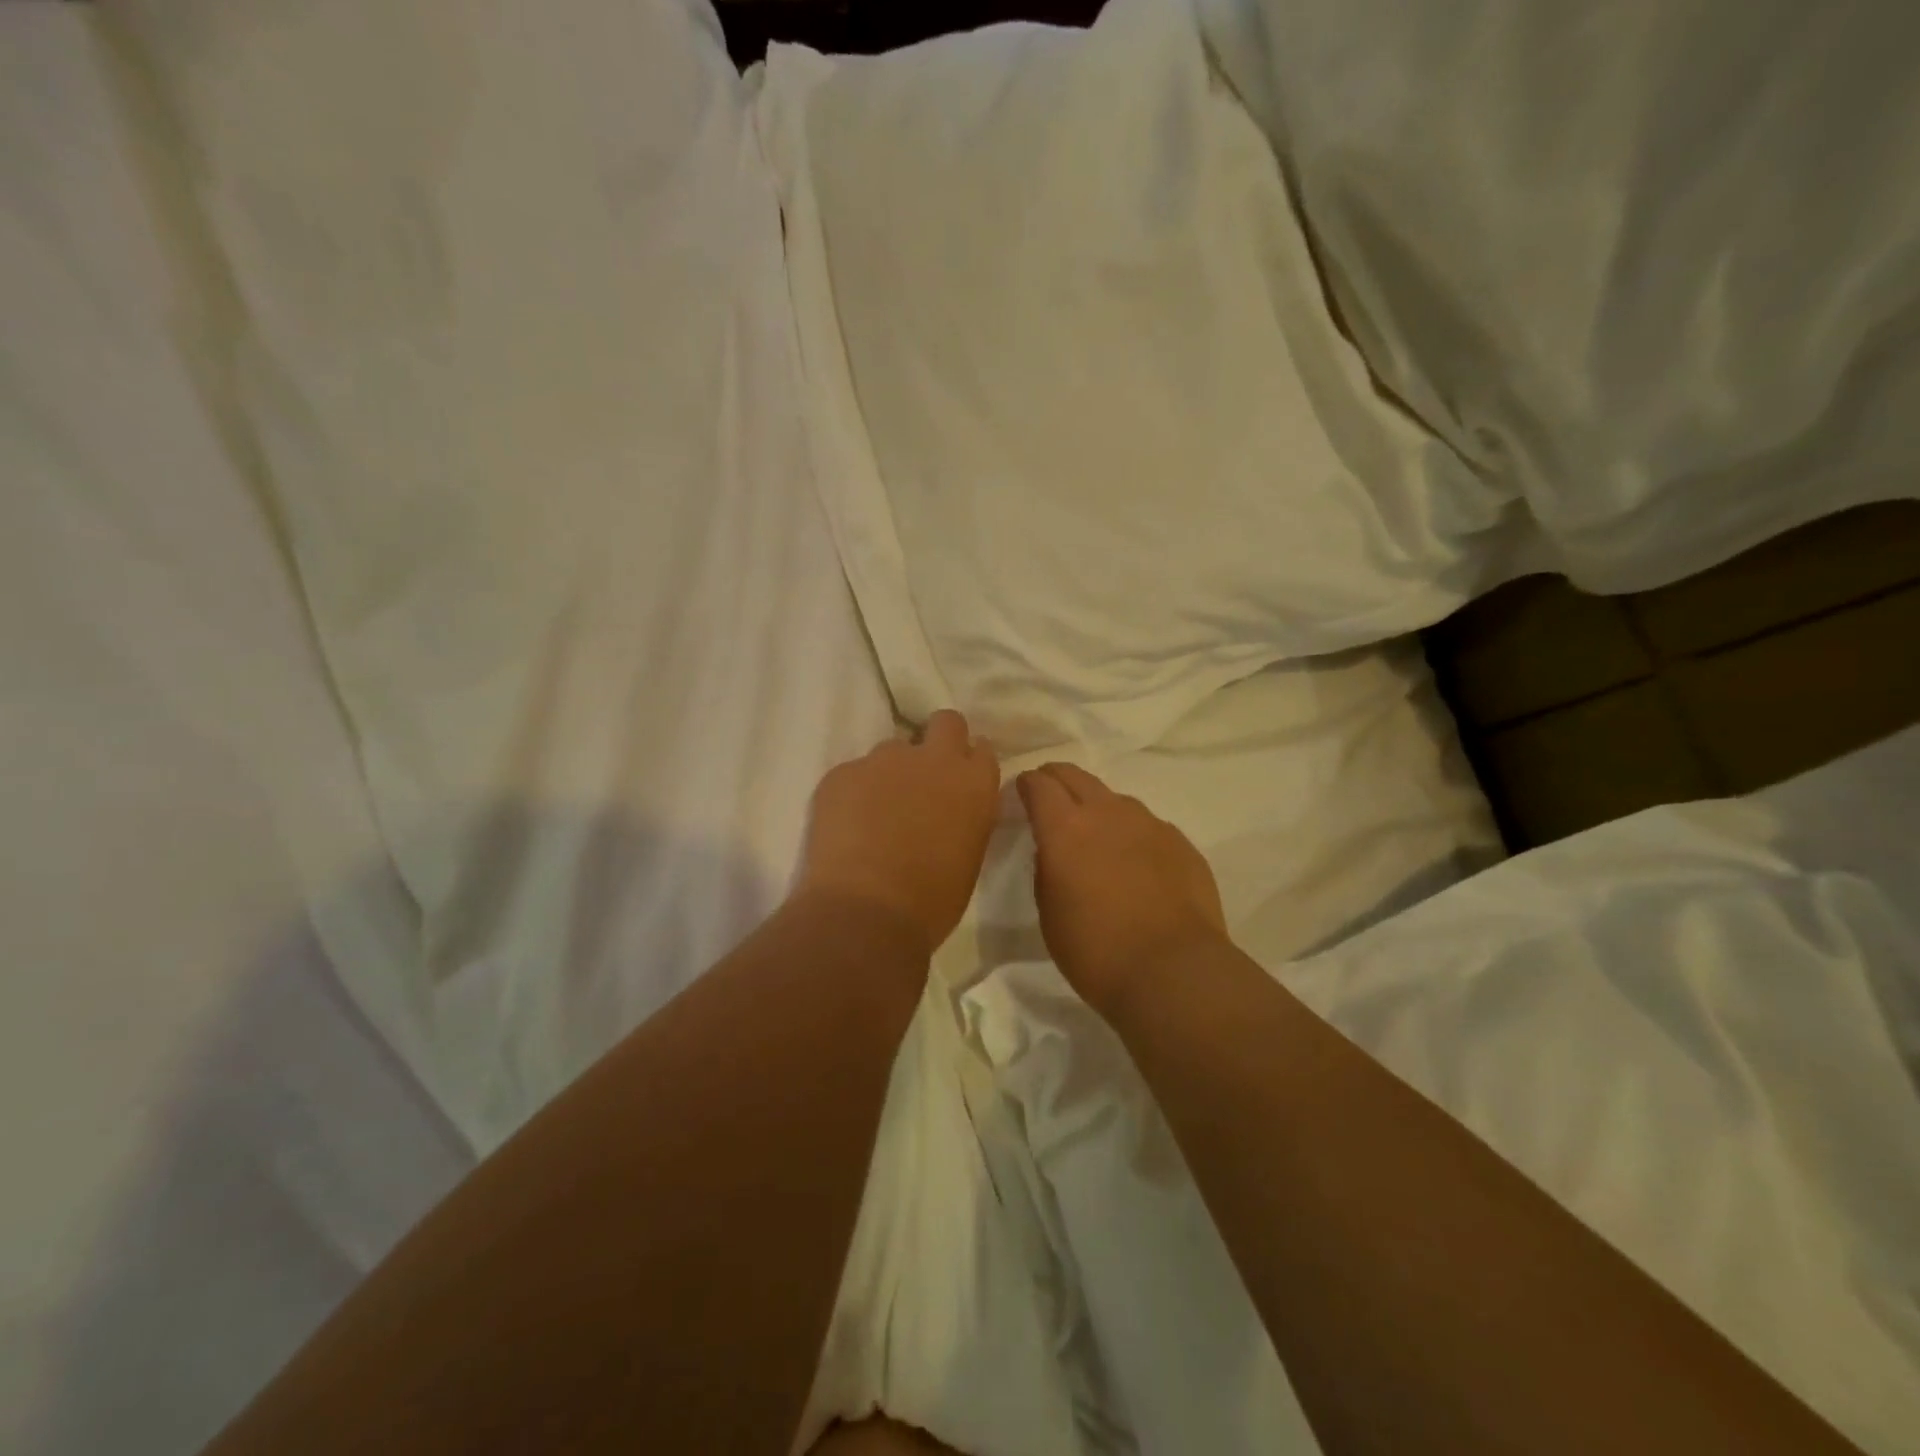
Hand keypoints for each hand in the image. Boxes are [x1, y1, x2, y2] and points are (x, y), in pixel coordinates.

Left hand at [796, 710, 1000, 954]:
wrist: (866, 912)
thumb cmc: (931, 900)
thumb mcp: (969, 855)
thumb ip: (966, 816)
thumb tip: (951, 808)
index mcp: (974, 783)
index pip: (982, 749)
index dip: (969, 763)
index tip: (959, 781)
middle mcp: (934, 759)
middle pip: (945, 722)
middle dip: (938, 740)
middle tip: (925, 777)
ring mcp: (884, 760)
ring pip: (892, 750)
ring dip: (891, 772)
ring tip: (877, 812)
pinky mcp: (842, 772)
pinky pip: (853, 773)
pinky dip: (853, 793)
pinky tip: (847, 827)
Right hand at [1018, 763, 1227, 1012]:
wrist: (1173, 971)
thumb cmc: (1096, 951)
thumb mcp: (1049, 913)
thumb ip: (1046, 869)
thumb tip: (1054, 851)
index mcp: (1065, 829)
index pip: (1038, 784)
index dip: (1026, 784)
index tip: (1021, 792)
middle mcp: (1107, 813)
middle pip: (1075, 775)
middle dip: (1057, 779)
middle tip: (1049, 797)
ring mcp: (1149, 824)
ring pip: (1114, 799)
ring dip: (1098, 807)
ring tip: (1097, 836)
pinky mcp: (1180, 842)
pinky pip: (1147, 826)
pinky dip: (1133, 834)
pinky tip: (1136, 864)